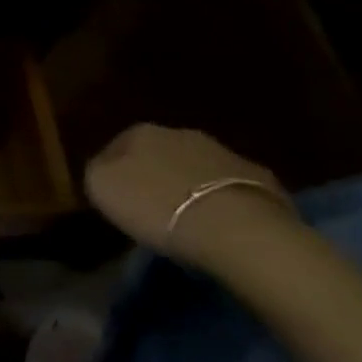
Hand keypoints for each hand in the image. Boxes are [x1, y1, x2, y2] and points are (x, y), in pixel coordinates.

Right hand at [84, 123, 296, 269]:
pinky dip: (224, 203)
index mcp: (141, 132)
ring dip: (191, 187)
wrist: (237, 229)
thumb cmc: (158, 206)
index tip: (116, 200)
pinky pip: (231, 190)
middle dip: (156, 175)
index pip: (117, 147)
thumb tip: (105, 169)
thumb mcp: (102, 188)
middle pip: (161, 154)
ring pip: (197, 169)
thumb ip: (97, 171)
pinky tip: (222, 226)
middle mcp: (182, 133)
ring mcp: (225, 154)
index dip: (113, 172)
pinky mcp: (263, 181)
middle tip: (153, 208)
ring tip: (189, 219)